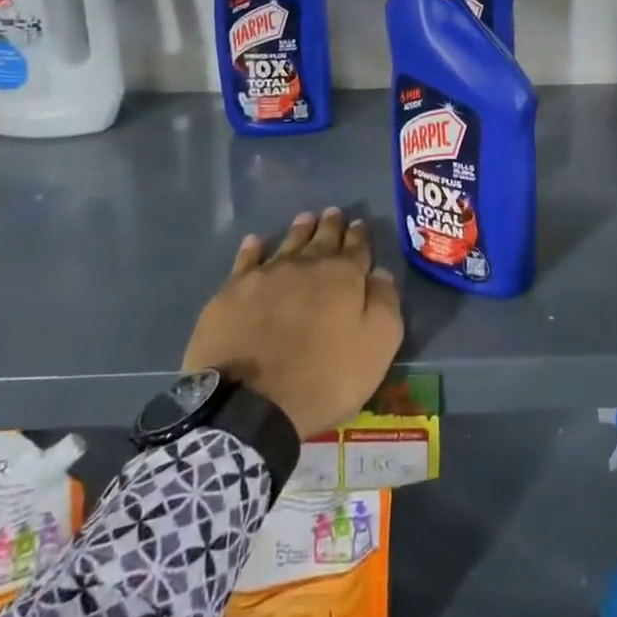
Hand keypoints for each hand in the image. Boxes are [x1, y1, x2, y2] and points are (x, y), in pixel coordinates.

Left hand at [184, 207, 403, 439]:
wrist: (249, 404)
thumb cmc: (324, 378)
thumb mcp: (377, 346)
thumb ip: (385, 303)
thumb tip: (380, 273)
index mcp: (343, 276)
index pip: (357, 247)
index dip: (360, 235)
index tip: (360, 224)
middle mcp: (306, 265)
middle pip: (322, 238)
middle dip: (331, 225)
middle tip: (334, 213)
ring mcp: (265, 275)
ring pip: (287, 242)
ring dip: (299, 230)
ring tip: (305, 218)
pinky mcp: (231, 292)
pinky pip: (246, 260)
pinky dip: (253, 248)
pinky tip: (256, 242)